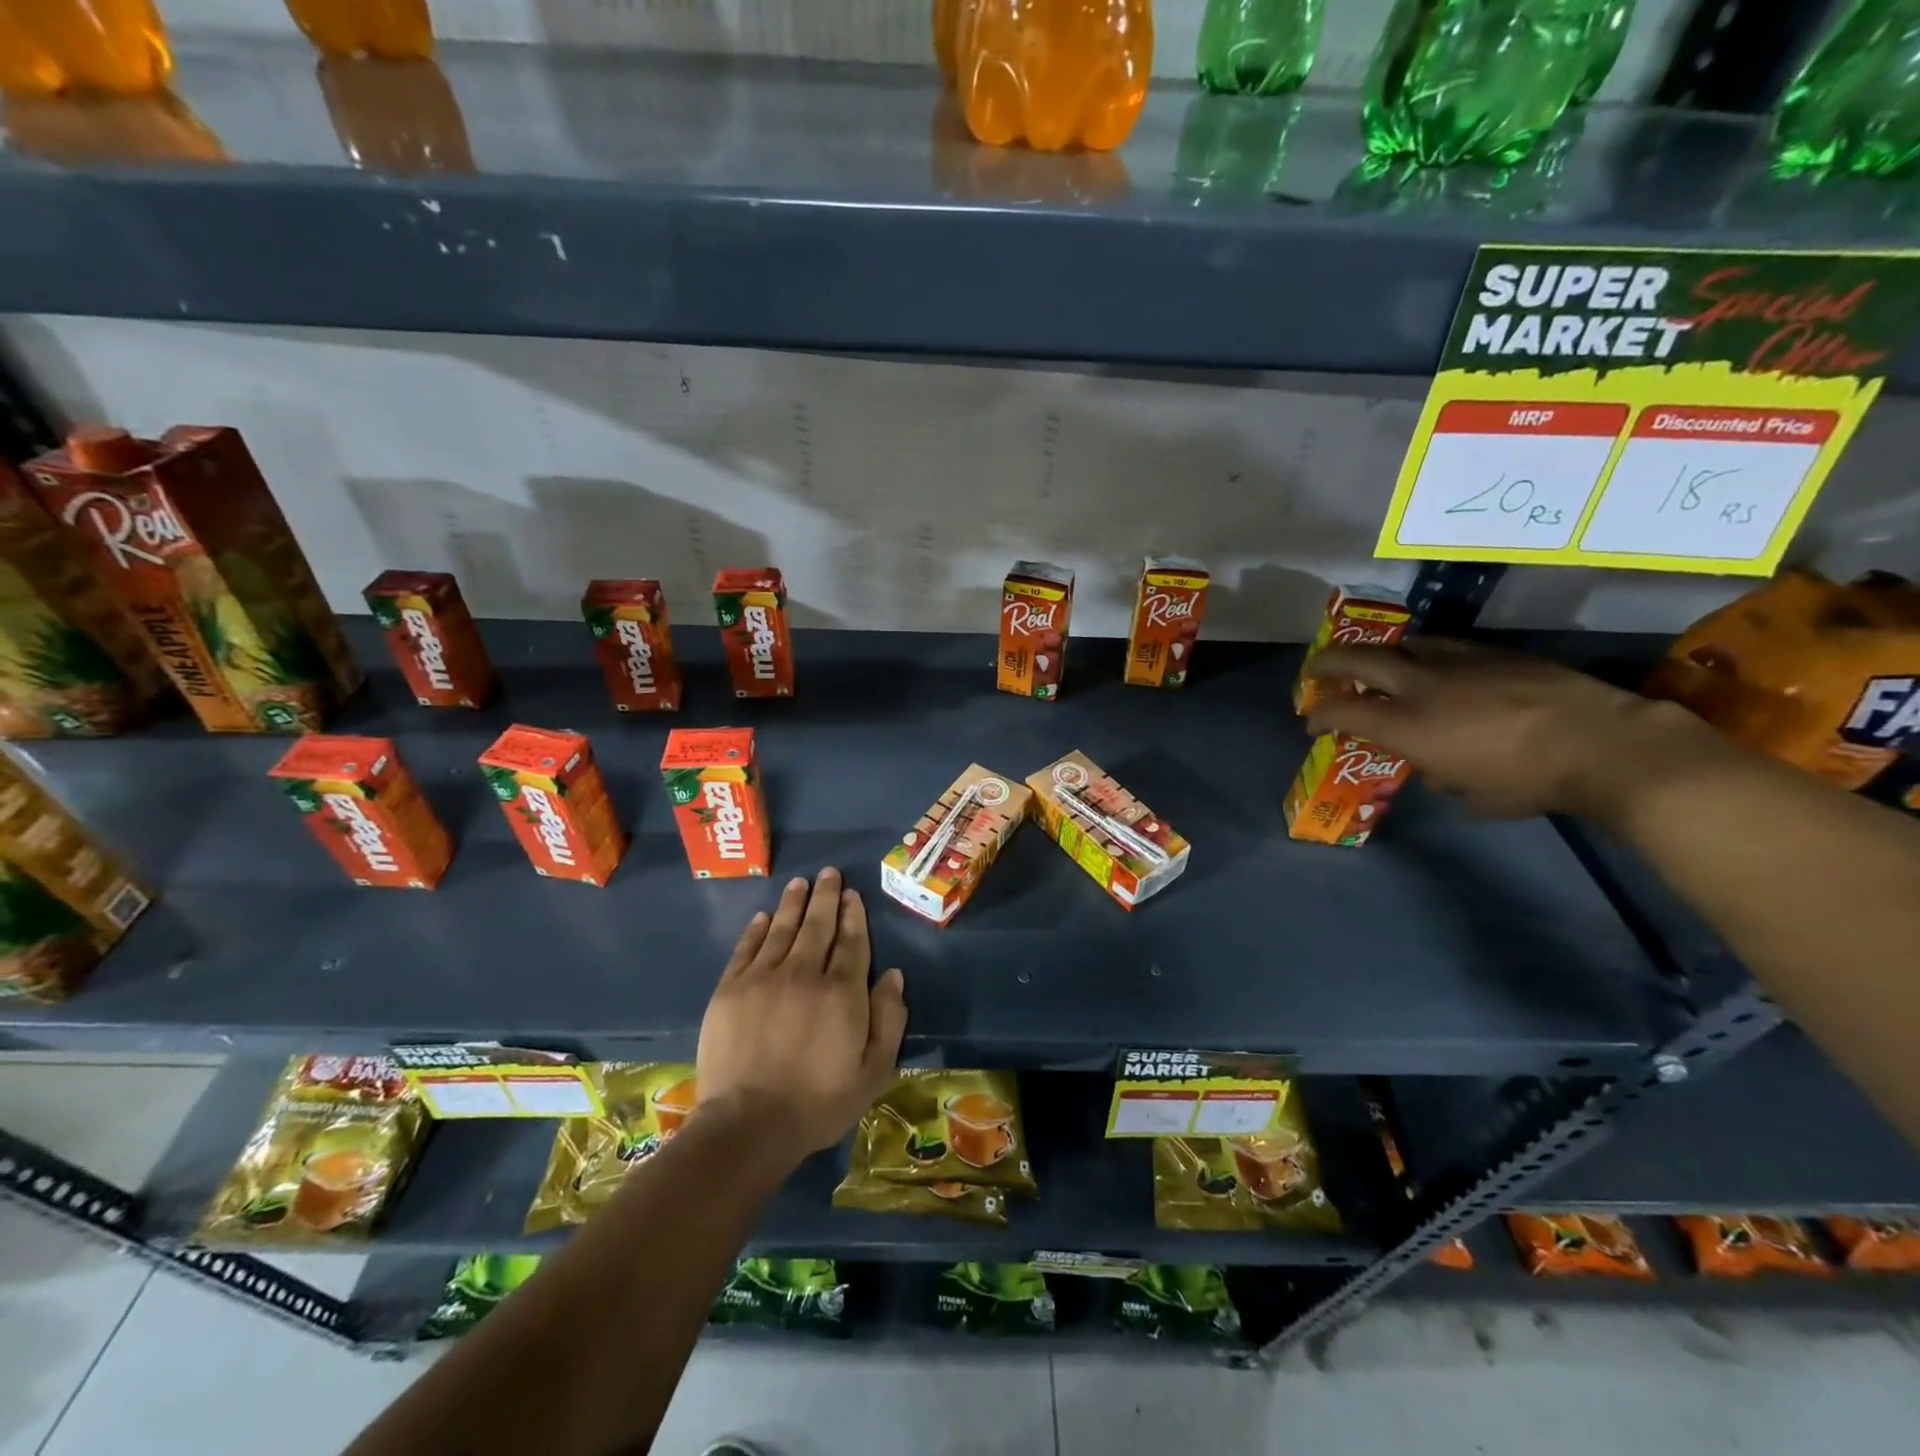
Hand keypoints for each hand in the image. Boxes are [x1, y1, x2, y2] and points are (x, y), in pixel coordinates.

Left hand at [695, 867, 907, 1159]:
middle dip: (826, 896)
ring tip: (800, 883)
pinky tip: (764, 916)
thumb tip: (893, 975)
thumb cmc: (819, 1102)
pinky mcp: (730, 989)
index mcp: (842, 991)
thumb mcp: (874, 1071)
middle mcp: (804, 973)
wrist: (749, 1125)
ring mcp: (763, 978)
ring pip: (782, 928)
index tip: (853, 895)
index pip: (851, 941)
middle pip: (817, 925)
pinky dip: (757, 929)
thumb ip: (889, 1019)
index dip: (853, 915)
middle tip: (829, 873)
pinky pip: (747, 948)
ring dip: (793, 903)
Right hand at [1303, 638, 1724, 820]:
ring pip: (1401, 645)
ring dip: (1378, 654)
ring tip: (1374, 663)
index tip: (1311, 725)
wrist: (1603, 745)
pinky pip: (1442, 645)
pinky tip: (1430, 663)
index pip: (1341, 710)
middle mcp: (1420, 686)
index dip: (1318, 716)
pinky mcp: (1492, 653)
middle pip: (1358, 660)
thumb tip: (1430, 760)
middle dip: (1328, 664)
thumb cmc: (1526, 782)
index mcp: (1406, 725)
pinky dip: (1422, 653)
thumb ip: (1433, 771)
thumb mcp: (1465, 793)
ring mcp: (1457, 662)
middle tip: (1314, 670)